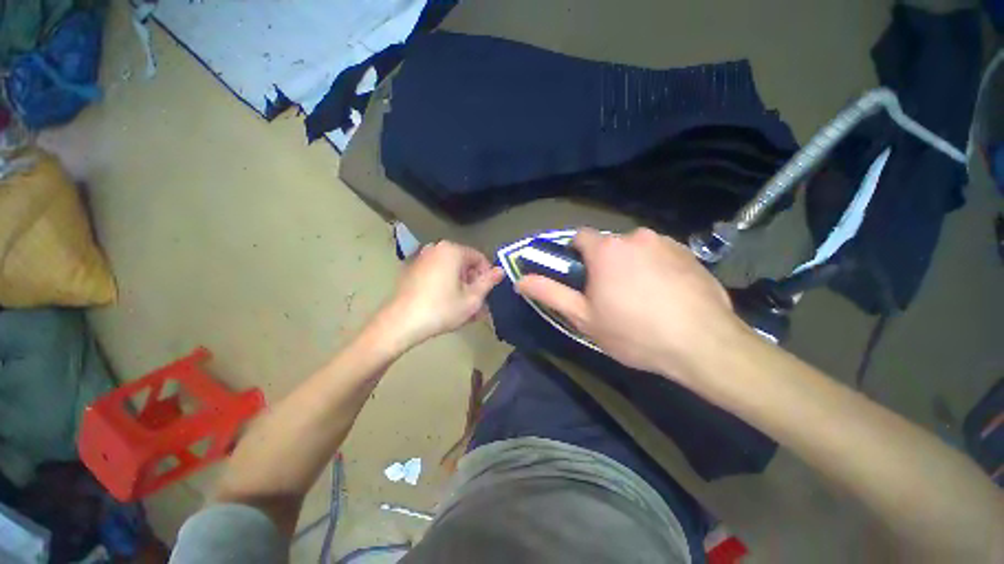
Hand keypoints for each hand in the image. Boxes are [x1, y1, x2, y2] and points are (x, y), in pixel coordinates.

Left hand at [381, 241, 503, 347]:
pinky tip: (447, 305)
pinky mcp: (412, 271)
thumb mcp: (472, 299)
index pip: (479, 258)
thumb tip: (501, 270)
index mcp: (452, 251)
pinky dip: (446, 286)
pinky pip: (437, 275)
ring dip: (461, 287)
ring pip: (450, 271)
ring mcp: (422, 259)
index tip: (488, 294)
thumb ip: (488, 282)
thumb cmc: (442, 309)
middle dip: (473, 283)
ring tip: (464, 309)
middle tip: (478, 305)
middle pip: (464, 264)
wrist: (401, 323)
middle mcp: (436, 249)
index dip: (487, 276)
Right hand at [517, 228, 744, 378]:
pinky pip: (661, 254)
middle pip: (609, 244)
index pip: (579, 236)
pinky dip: (656, 267)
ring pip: (636, 249)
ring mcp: (666, 242)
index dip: (575, 254)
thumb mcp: (583, 316)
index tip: (581, 276)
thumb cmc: (633, 331)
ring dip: (631, 265)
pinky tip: (665, 294)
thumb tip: (521, 280)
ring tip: (641, 297)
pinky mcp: (689, 253)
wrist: (702, 345)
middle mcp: (635, 236)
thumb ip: (550, 293)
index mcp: (606, 248)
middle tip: (611, 294)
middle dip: (605, 263)